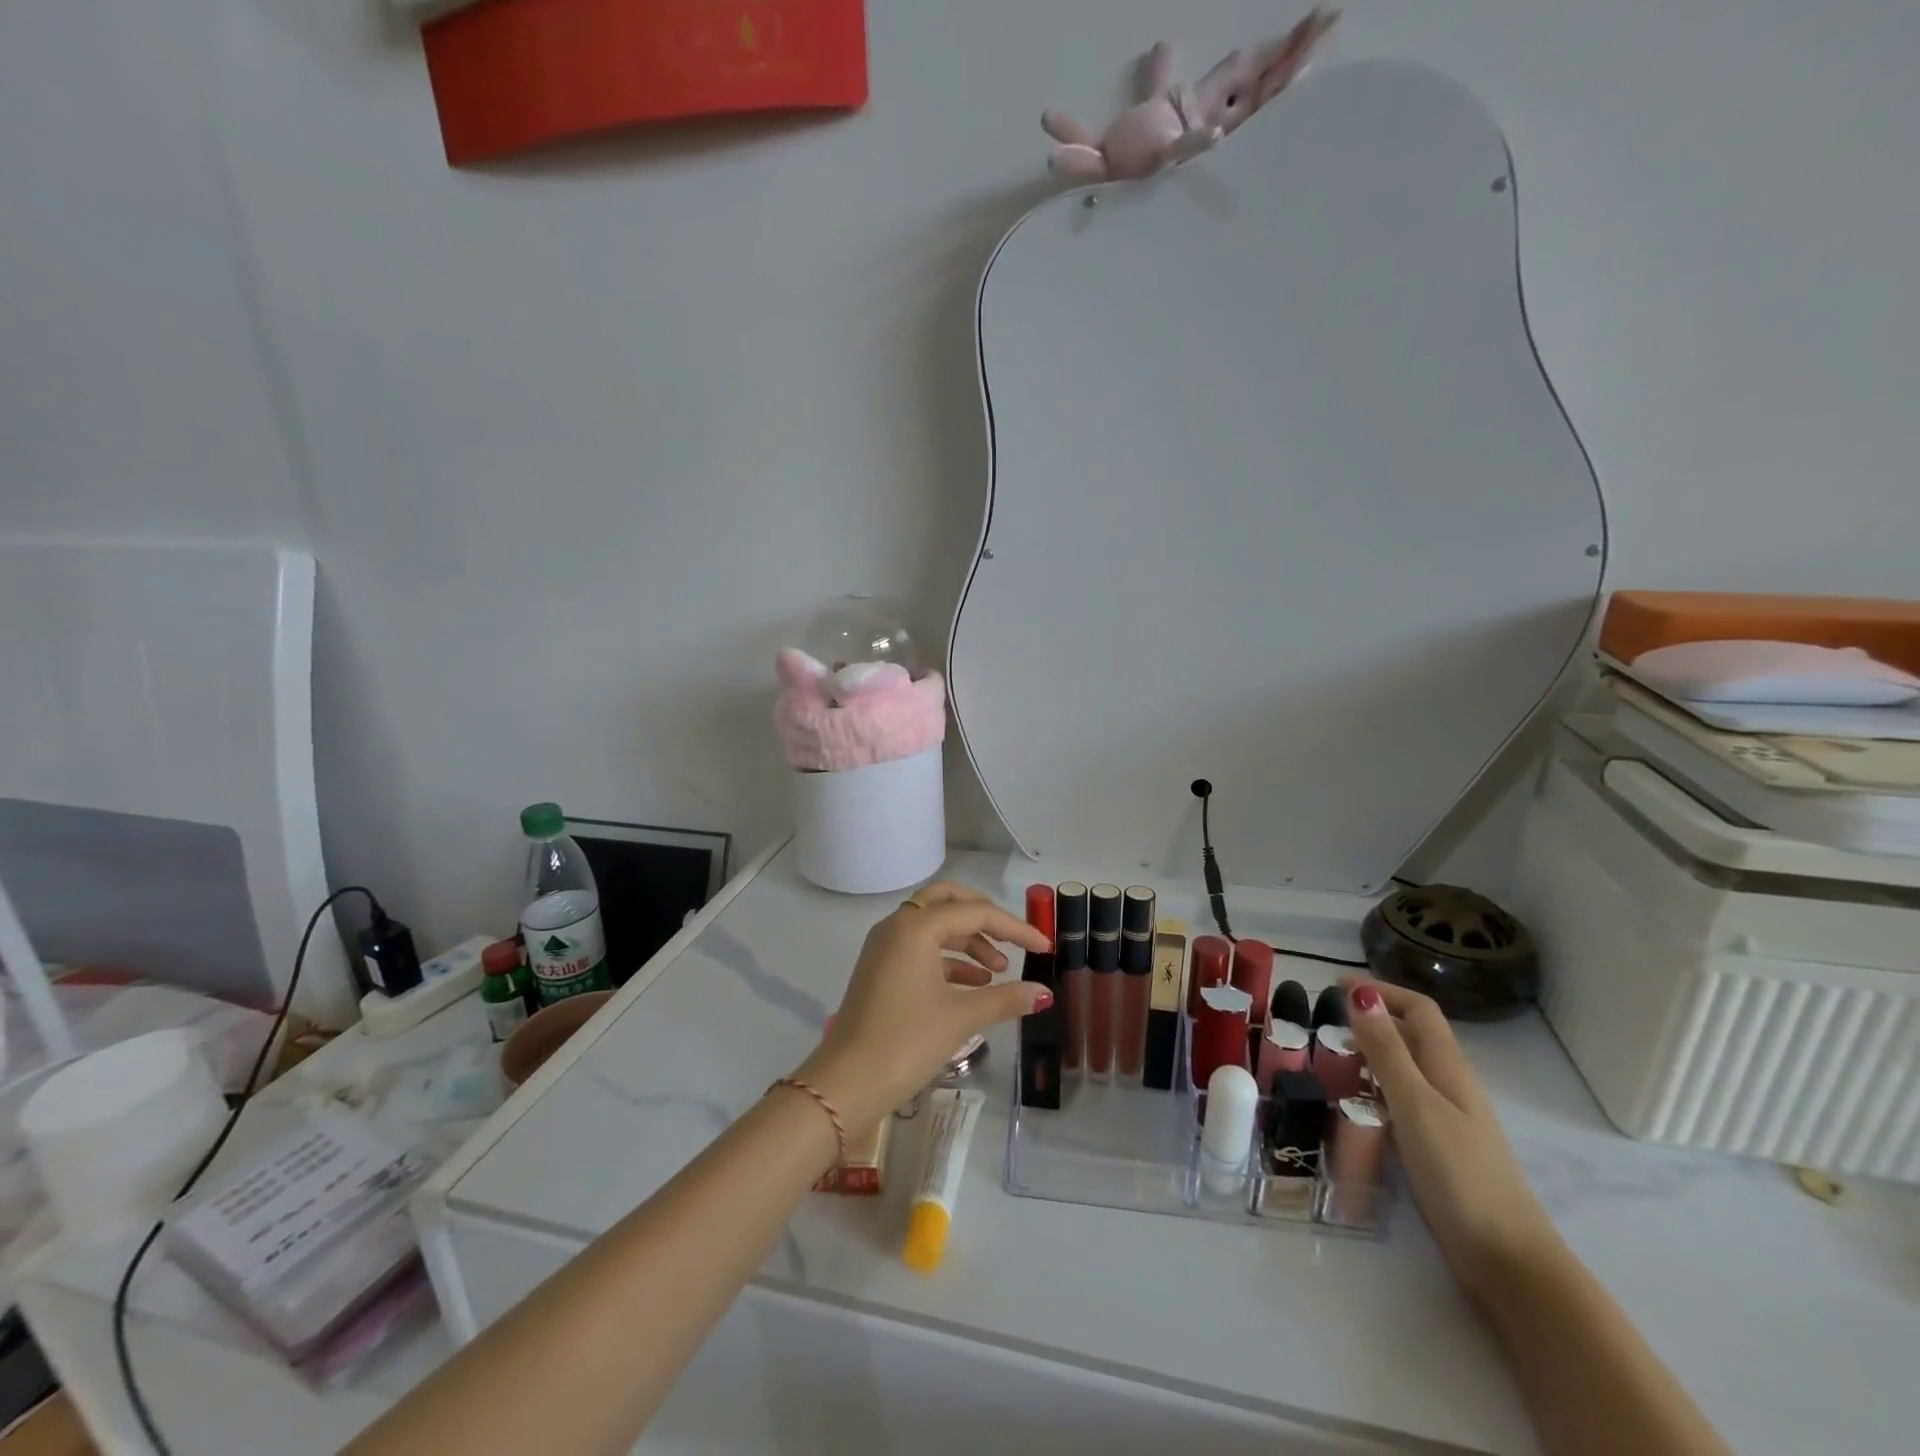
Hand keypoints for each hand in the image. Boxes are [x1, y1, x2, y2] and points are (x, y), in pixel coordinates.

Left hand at [793, 883, 1049, 1133]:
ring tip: (998, 972)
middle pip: (949, 902)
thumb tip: (1044, 992)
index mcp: (916, 926)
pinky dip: (948, 959)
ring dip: (967, 941)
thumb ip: (1006, 998)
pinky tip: (973, 985)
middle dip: (984, 918)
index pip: (975, 912)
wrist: (845, 1084)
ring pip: (934, 926)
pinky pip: (921, 948)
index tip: (1044, 946)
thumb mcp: (961, 1018)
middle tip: (1012, 941)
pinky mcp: (880, 968)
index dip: (1014, 928)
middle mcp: (897, 925)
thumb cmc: (906, 1042)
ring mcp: (884, 946)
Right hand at [1341, 977, 1563, 1298]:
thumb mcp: (1415, 1104)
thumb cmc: (1459, 1174)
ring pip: (1405, 1070)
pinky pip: (1401, 1101)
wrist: (1506, 1258)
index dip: (1381, 991)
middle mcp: (1450, 1085)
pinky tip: (1353, 1107)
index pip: (1419, 1009)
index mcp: (1449, 1068)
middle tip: (1323, 1027)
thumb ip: (1387, 1051)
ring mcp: (1447, 1119)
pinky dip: (1374, 1090)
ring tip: (1329, 1063)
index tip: (1335, 987)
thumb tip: (1362, 994)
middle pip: (1412, 1036)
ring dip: (1369, 1056)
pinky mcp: (1438, 1148)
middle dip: (1370, 1022)